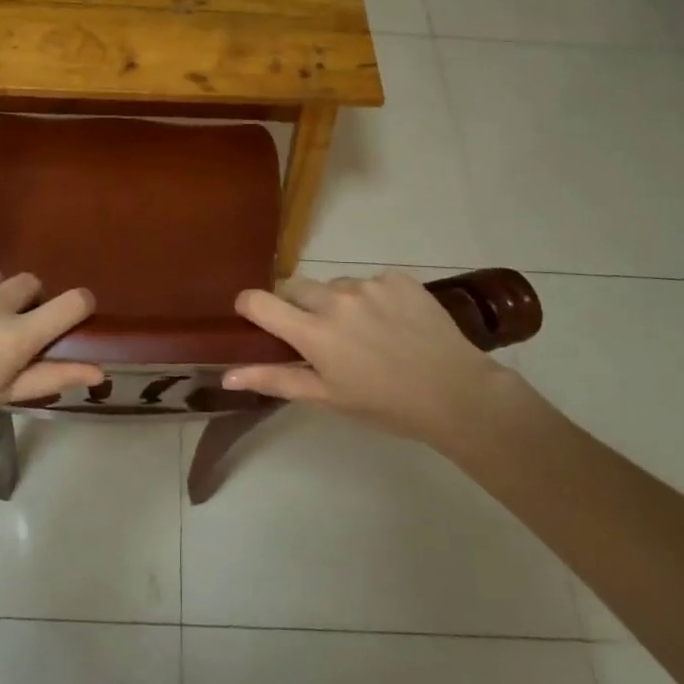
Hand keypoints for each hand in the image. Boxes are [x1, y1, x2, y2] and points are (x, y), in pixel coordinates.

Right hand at [225, 272, 523, 440]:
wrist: (456, 393)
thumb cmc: (385, 405)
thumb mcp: (326, 398)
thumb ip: (275, 380)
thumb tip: (227, 375)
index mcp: (313, 331)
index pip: (259, 301)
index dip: (250, 306)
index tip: (256, 318)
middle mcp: (335, 299)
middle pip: (296, 287)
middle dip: (298, 306)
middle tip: (321, 336)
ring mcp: (369, 285)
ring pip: (336, 286)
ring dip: (339, 303)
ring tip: (367, 333)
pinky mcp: (398, 278)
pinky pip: (372, 282)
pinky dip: (374, 299)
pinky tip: (394, 323)